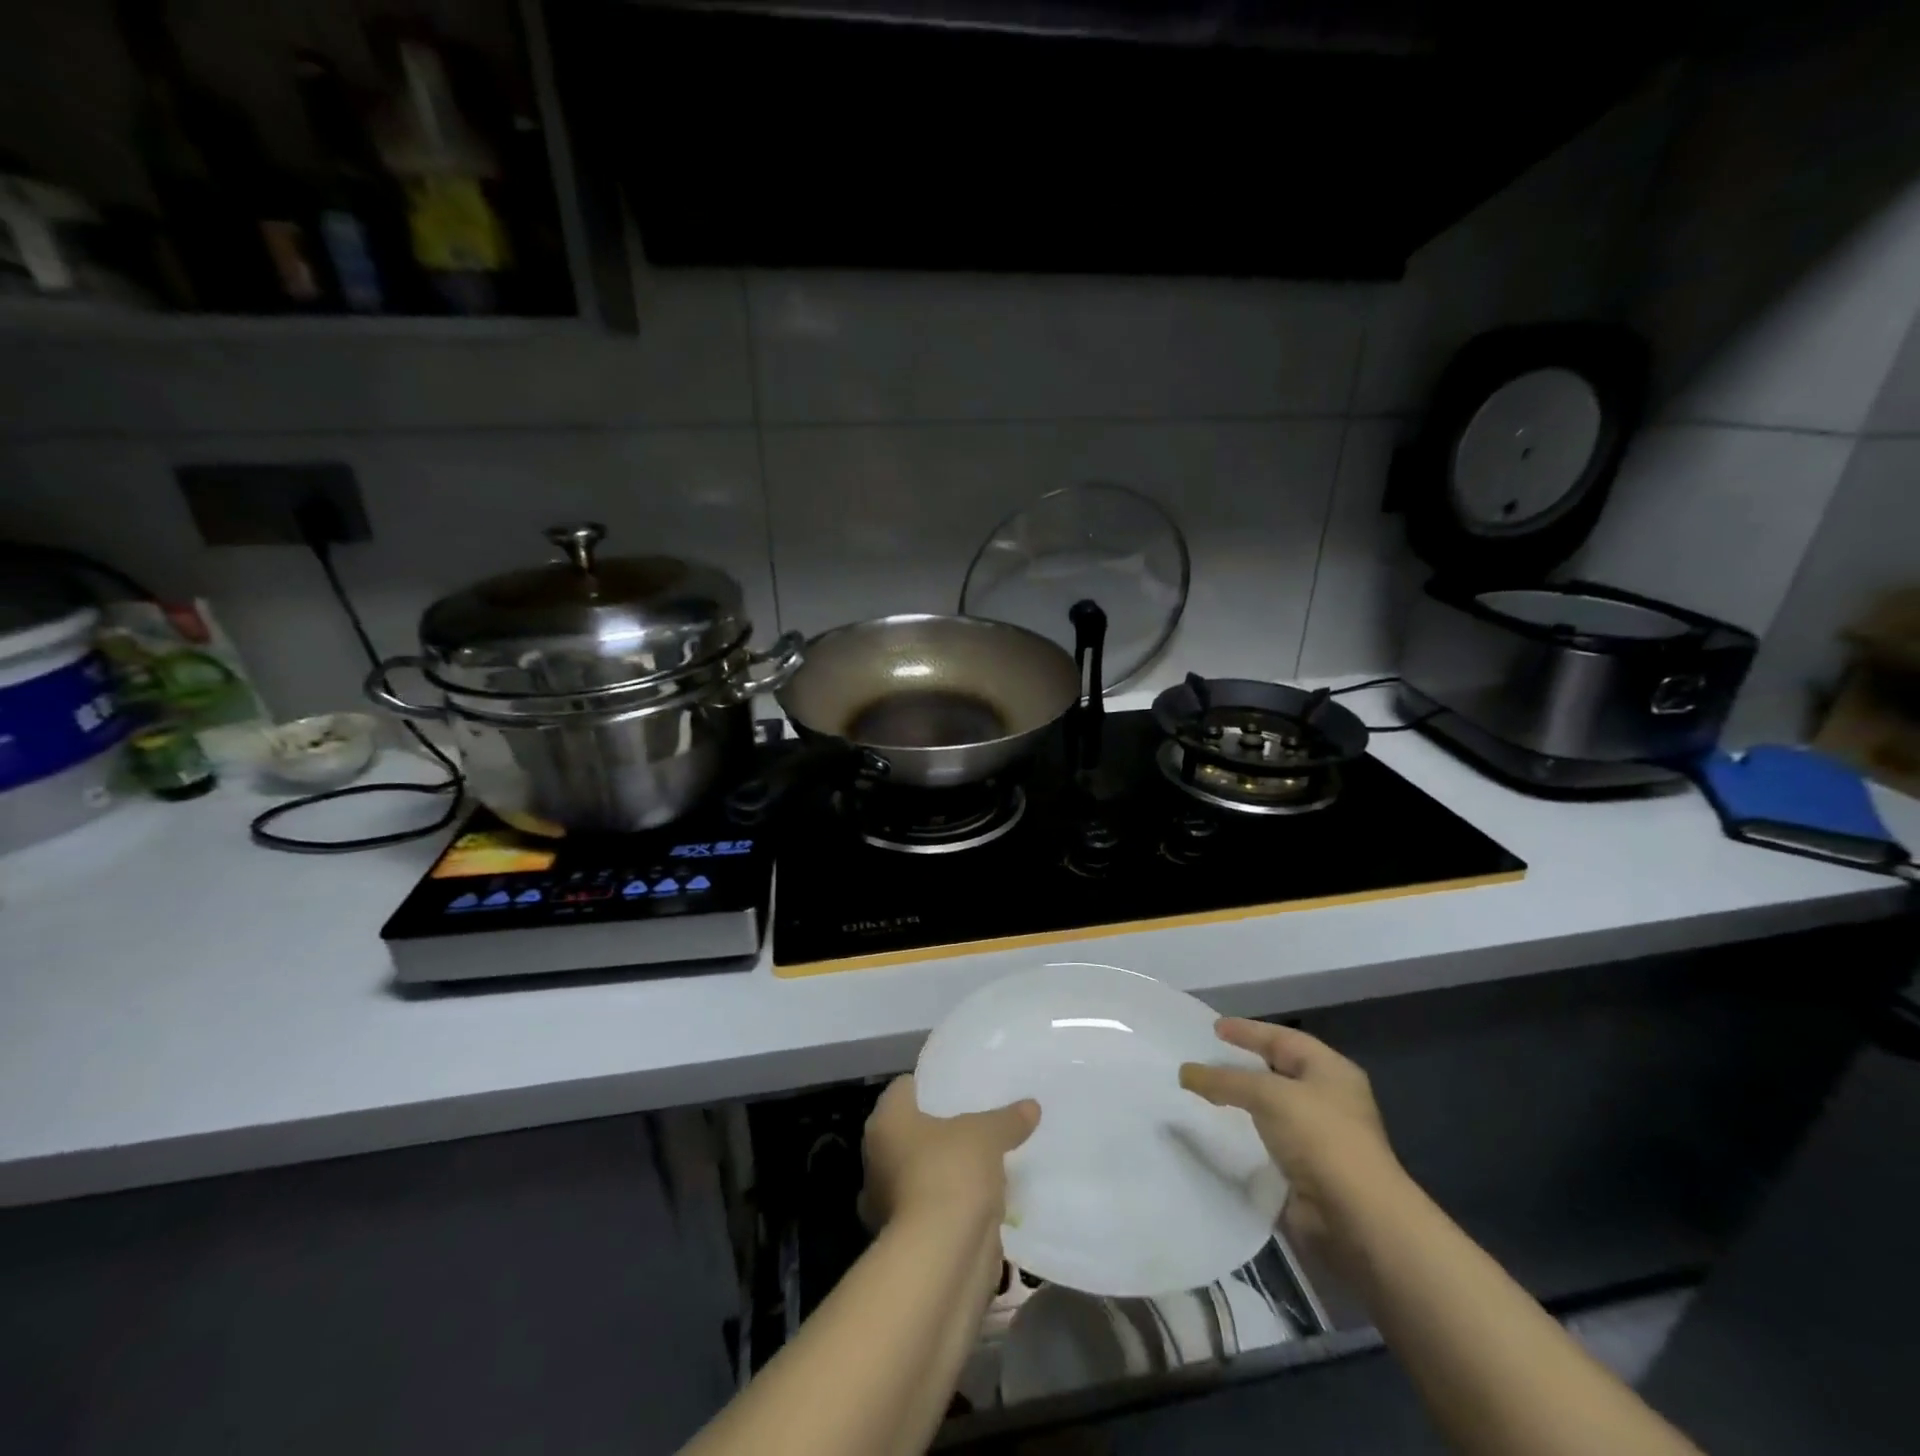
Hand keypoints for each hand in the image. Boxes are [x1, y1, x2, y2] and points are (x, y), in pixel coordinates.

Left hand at [860, 1075, 1039, 1231]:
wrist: (940, 1259)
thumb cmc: (951, 1173)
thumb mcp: (988, 1135)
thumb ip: (1008, 1118)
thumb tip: (1031, 1106)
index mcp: (886, 1121)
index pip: (906, 1088)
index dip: (933, 1085)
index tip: (962, 1086)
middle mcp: (877, 1157)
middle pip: (913, 1131)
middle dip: (943, 1130)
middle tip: (980, 1121)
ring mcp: (887, 1202)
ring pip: (922, 1172)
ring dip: (947, 1171)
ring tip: (987, 1160)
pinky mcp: (905, 1239)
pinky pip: (932, 1208)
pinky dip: (952, 1206)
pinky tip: (983, 1200)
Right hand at [1179, 1019, 1402, 1250]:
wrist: (1355, 1221)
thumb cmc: (1321, 1139)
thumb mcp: (1269, 1095)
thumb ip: (1225, 1080)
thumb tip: (1185, 1072)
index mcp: (1331, 1072)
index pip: (1283, 1040)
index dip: (1248, 1032)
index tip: (1213, 1028)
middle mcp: (1327, 1100)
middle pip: (1276, 1073)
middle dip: (1240, 1067)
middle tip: (1203, 1058)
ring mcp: (1318, 1139)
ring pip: (1269, 1111)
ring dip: (1238, 1105)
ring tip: (1200, 1095)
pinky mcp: (1305, 1173)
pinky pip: (1265, 1144)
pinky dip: (1242, 1138)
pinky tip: (1215, 1133)